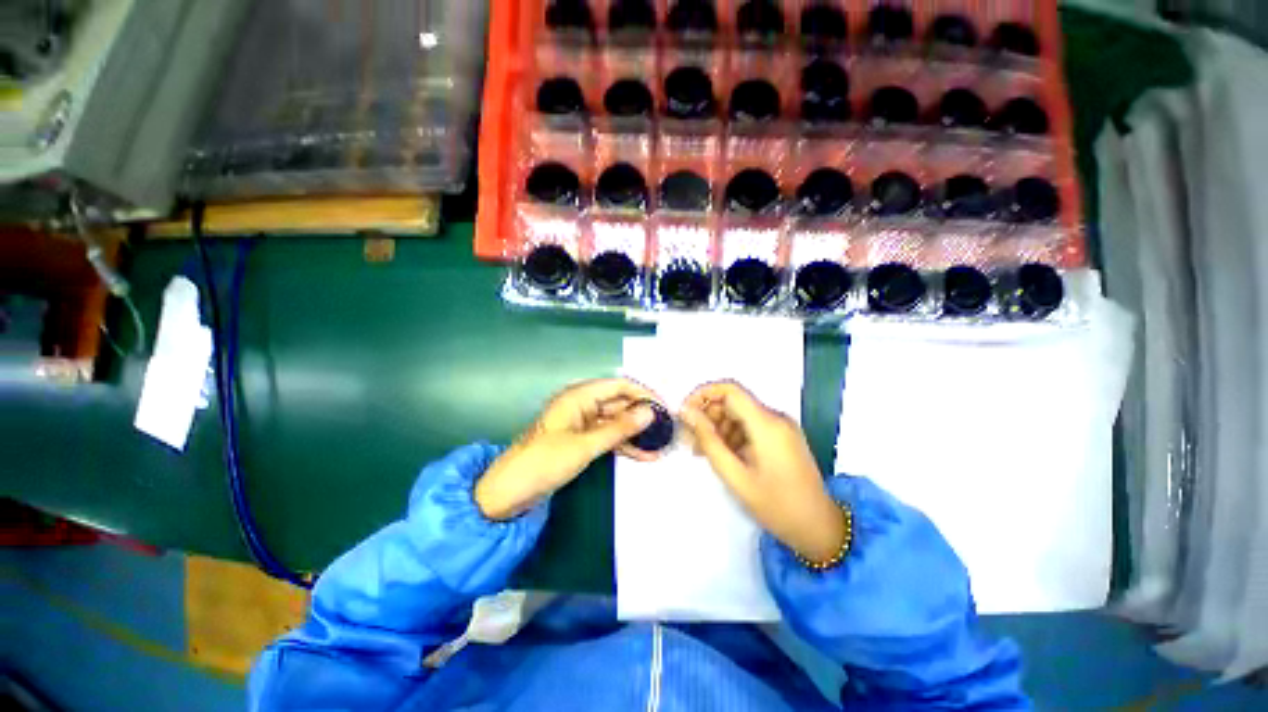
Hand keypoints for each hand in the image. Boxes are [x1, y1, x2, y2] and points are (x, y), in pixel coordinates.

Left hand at [476, 378, 664, 519]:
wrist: (509, 492)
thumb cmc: (544, 462)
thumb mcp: (585, 446)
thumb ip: (619, 429)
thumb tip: (650, 413)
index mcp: (579, 396)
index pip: (618, 386)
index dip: (643, 394)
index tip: (664, 408)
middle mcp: (582, 405)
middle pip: (619, 403)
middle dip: (642, 415)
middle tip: (667, 429)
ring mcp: (582, 424)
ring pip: (615, 422)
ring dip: (636, 432)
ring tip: (661, 444)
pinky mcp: (581, 441)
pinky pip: (608, 437)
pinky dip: (624, 445)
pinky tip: (645, 455)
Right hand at [680, 381, 847, 563]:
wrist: (819, 528)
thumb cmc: (776, 506)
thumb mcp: (735, 475)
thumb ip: (708, 440)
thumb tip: (686, 412)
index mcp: (767, 424)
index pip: (730, 390)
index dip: (703, 394)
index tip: (685, 412)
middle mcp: (775, 418)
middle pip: (733, 402)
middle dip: (708, 416)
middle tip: (689, 439)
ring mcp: (781, 427)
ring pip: (740, 415)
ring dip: (718, 428)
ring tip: (702, 452)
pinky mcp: (782, 436)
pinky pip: (750, 426)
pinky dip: (732, 436)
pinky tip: (721, 454)